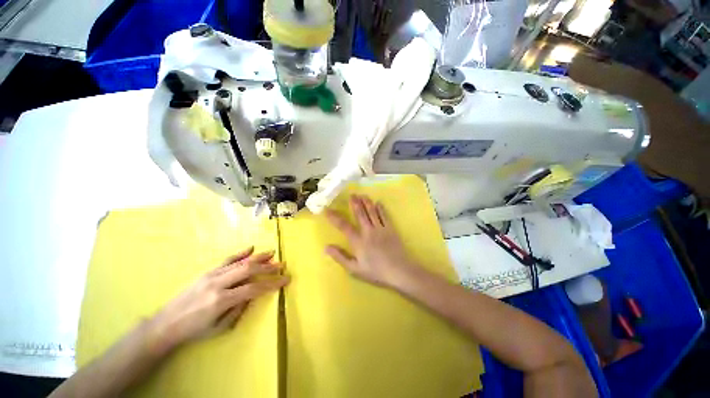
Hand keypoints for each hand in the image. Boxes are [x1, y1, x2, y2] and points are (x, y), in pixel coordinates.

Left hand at [147, 248, 288, 354]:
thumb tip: (252, 295)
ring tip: (272, 253)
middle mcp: (218, 284)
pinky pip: (227, 260)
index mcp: (222, 300)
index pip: (254, 288)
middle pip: (248, 269)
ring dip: (258, 257)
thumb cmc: (194, 331)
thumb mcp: (220, 328)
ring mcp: (212, 275)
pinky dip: (240, 254)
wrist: (165, 324)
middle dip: (268, 266)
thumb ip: (239, 310)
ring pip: (240, 262)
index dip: (272, 283)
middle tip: (281, 264)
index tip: (285, 280)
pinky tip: (251, 248)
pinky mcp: (207, 272)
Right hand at [325, 194, 415, 287]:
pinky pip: (384, 216)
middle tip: (351, 195)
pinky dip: (381, 208)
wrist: (399, 271)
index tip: (327, 210)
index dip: (334, 217)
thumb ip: (340, 257)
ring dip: (366, 202)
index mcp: (358, 241)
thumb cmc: (375, 271)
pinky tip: (379, 203)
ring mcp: (380, 229)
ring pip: (372, 212)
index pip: (343, 226)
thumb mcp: (355, 269)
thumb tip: (326, 247)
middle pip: (360, 214)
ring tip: (362, 195)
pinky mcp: (390, 229)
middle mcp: (368, 231)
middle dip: (355, 203)